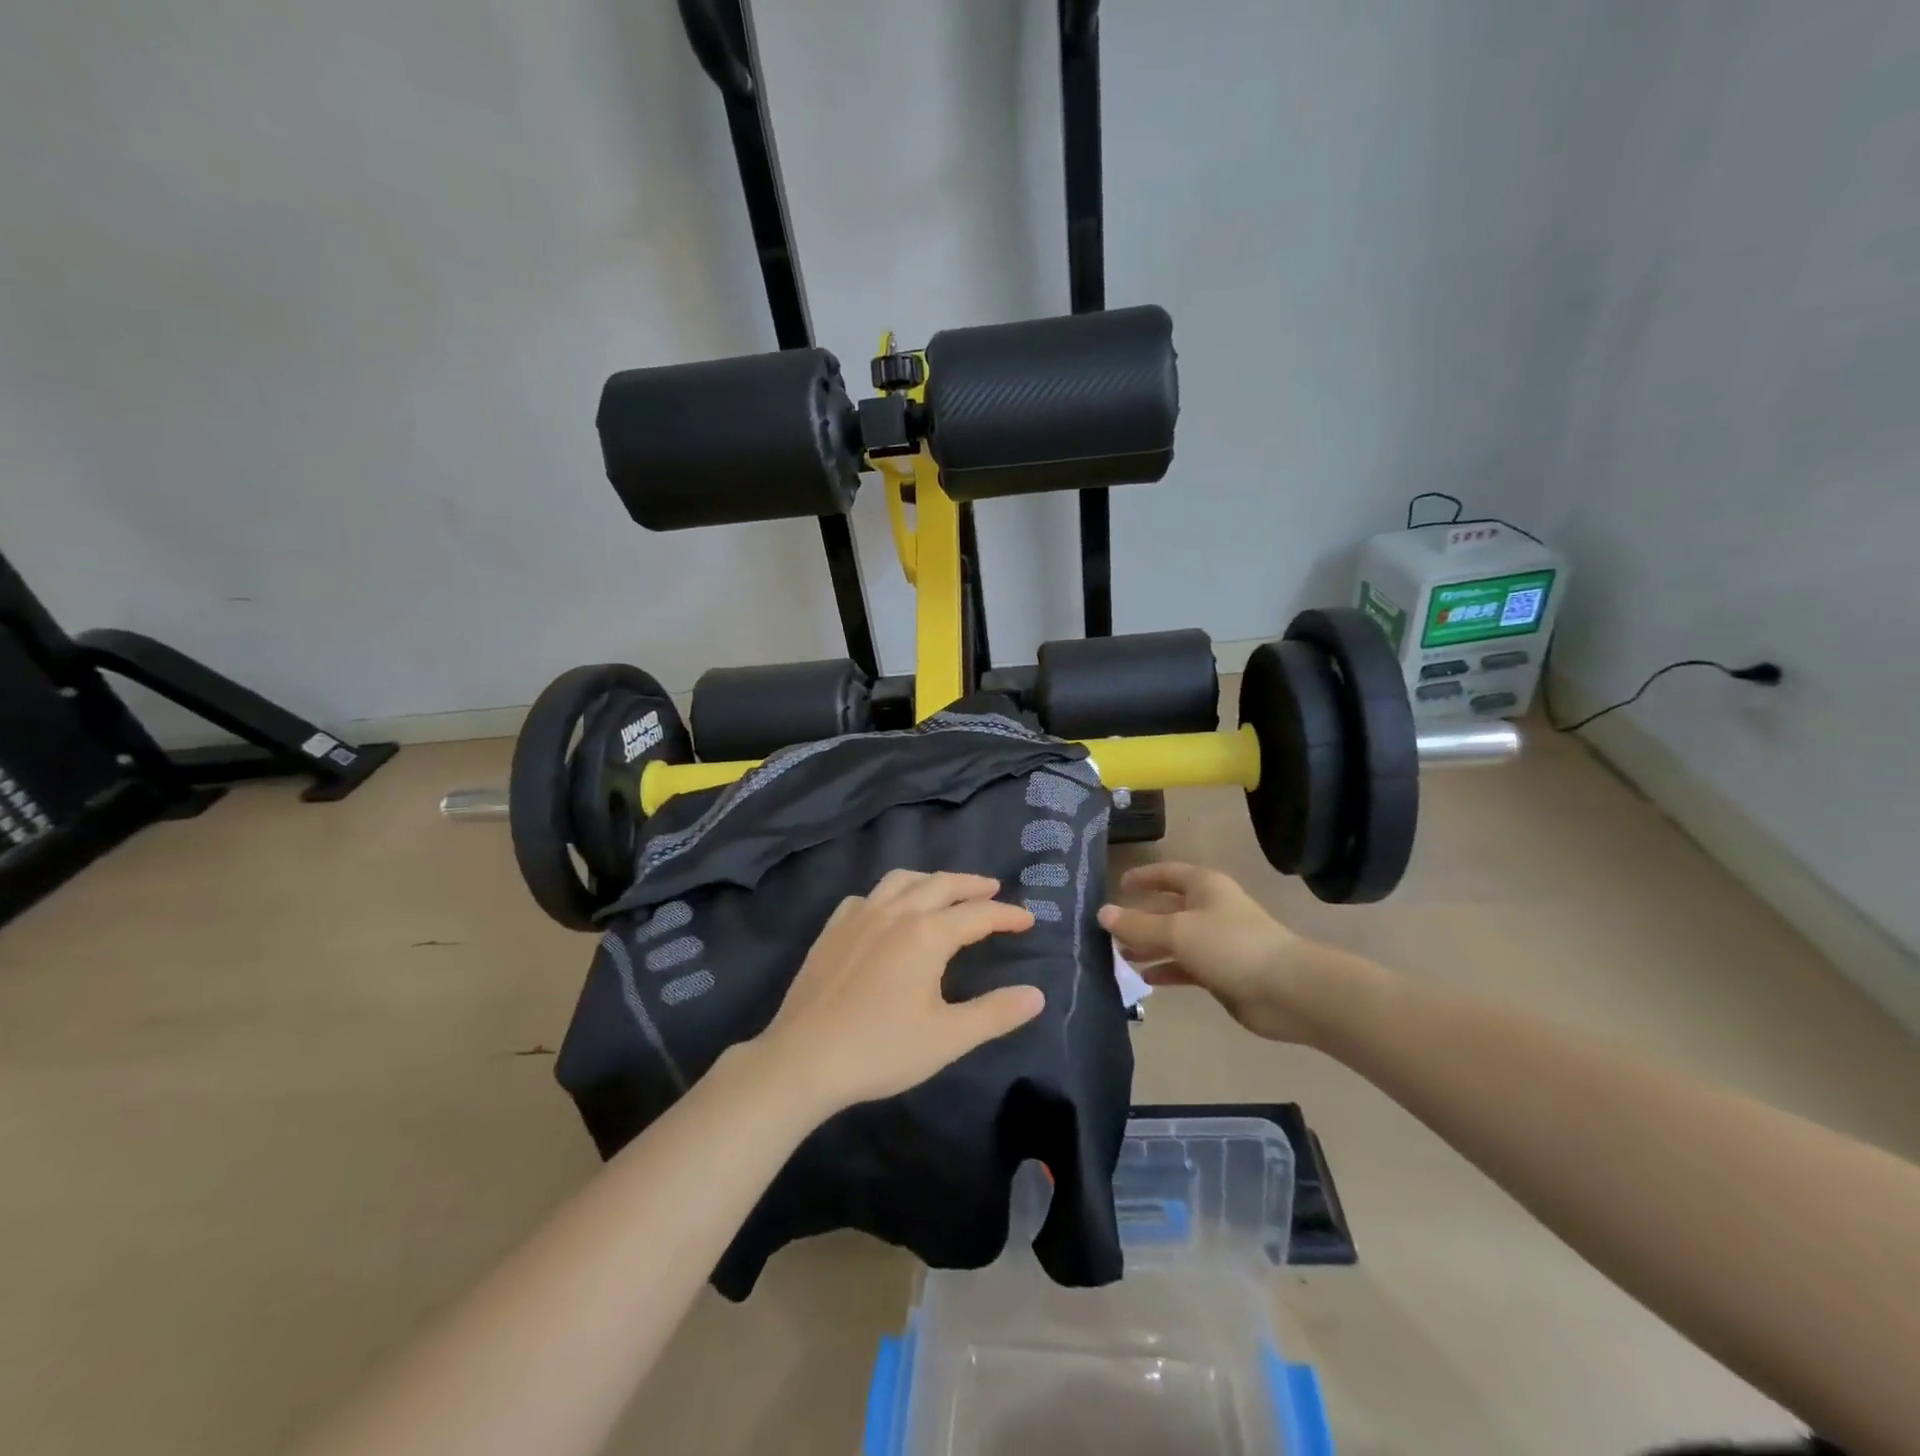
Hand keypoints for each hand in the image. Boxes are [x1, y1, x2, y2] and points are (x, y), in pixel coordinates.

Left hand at [755, 871, 1044, 1117]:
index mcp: (926, 934)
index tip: (1028, 919)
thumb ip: (995, 1014)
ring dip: (931, 880)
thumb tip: (1037, 995)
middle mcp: (895, 912)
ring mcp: (859, 916)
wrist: (803, 1060)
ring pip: (901, 880)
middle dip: (971, 884)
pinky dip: (888, 894)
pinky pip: (867, 897)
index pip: (977, 914)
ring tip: (945, 889)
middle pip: (941, 884)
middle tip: (993, 888)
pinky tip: (887, 910)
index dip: (1006, 915)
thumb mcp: (948, 1038)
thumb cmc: (880, 1049)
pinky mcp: (832, 929)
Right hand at [1098, 862, 1318, 1042]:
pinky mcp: (1221, 971)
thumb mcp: (1177, 931)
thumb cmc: (1230, 945)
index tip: (1118, 886)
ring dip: (1149, 947)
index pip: (1167, 873)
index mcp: (1203, 886)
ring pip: (1174, 940)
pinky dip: (1166, 970)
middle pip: (1167, 908)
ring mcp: (1217, 941)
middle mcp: (1210, 908)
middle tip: (1108, 932)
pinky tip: (1145, 979)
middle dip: (1139, 919)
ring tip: (1119, 956)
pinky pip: (1185, 966)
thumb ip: (1138, 926)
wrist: (1286, 990)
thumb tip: (1102, 914)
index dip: (1143, 877)